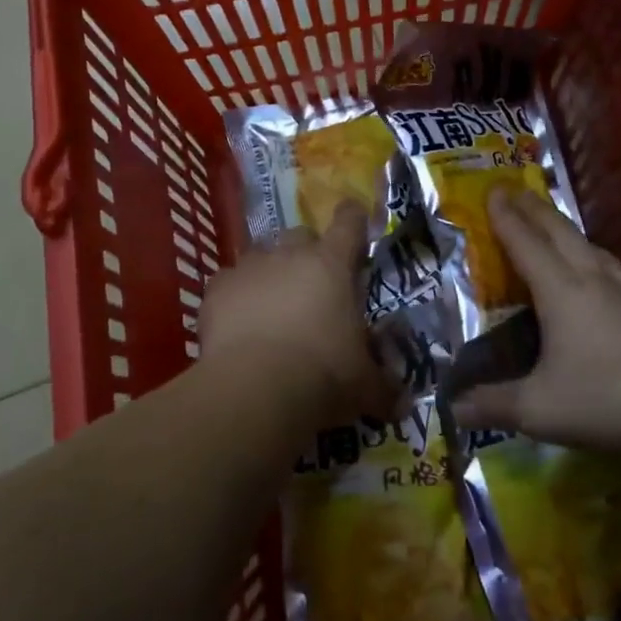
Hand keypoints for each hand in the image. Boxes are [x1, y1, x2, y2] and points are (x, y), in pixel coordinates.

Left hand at [199, 203, 391, 429]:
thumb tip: (403, 404)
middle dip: (307, 253)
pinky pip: (228, 283)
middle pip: (300, 235)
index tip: (355, 216)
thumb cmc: (323, 376)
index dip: (353, 218)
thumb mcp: (365, 386)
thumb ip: (384, 387)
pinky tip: (237, 323)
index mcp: (332, 265)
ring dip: (269, 273)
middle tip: (312, 284)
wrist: (256, 388)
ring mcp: (249, 268)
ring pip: (261, 255)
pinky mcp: (217, 289)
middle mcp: (290, 255)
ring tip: (271, 305)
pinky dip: (235, 297)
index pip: (349, 223)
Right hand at [457, 189, 620, 454]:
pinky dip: (591, 252)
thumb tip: (451, 410)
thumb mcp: (538, 409)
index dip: (506, 218)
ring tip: (552, 223)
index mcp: (561, 292)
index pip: (526, 244)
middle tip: (514, 190)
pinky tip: (598, 267)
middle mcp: (592, 280)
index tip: (492, 191)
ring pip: (589, 245)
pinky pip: (611, 265)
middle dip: (533, 209)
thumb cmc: (605, 401)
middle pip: (559, 232)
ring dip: (564, 228)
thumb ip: (492, 405)